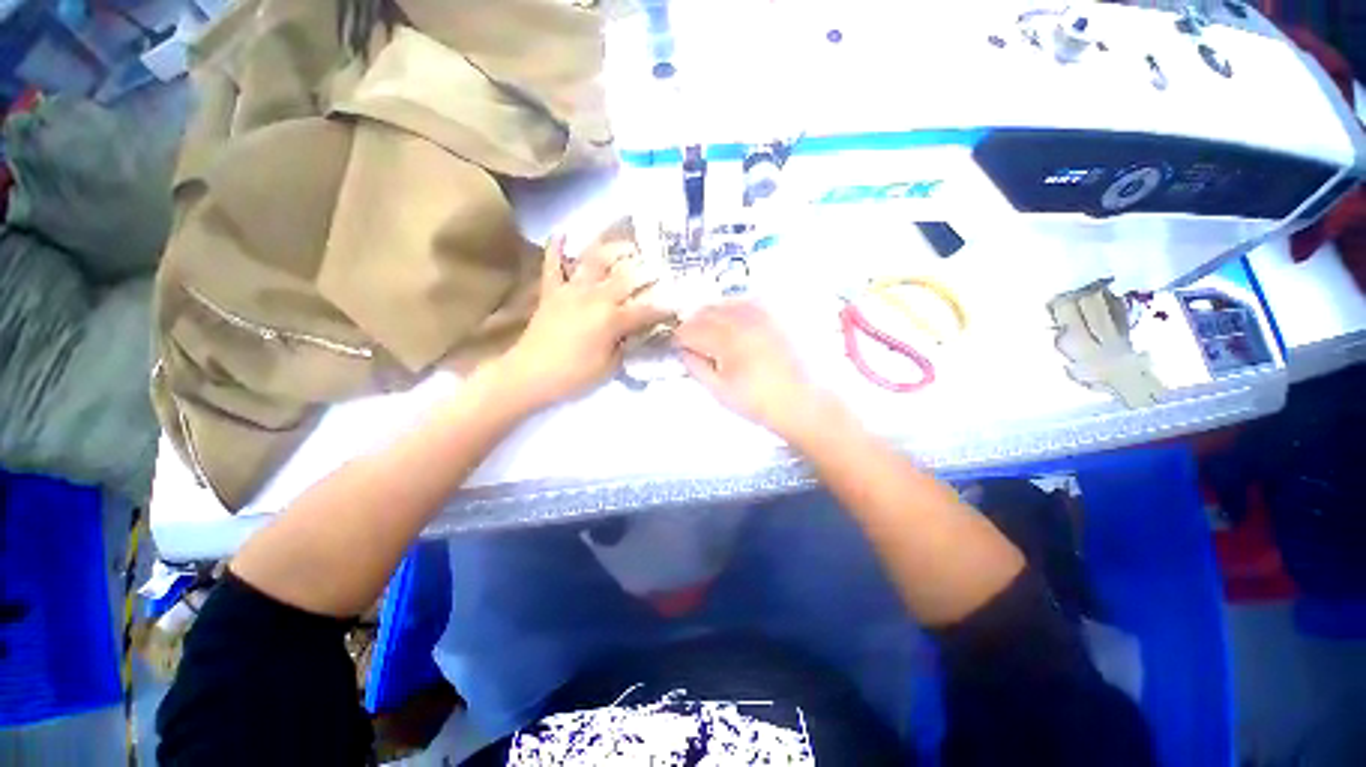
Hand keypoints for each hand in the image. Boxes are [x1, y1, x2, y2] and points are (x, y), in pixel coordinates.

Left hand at [496, 235, 672, 411]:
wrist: (529, 375)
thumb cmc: (574, 375)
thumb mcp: (610, 366)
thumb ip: (626, 344)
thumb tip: (635, 332)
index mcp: (612, 318)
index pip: (646, 309)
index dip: (665, 307)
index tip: (678, 304)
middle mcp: (595, 296)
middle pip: (626, 276)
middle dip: (646, 271)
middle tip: (659, 267)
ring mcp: (571, 290)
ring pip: (594, 261)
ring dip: (612, 250)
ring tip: (626, 245)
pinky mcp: (551, 291)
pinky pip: (553, 265)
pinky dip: (556, 248)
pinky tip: (562, 233)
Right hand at [675, 301, 829, 439]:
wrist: (818, 401)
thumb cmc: (767, 403)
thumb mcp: (722, 393)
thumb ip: (696, 367)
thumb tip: (683, 351)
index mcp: (726, 337)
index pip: (688, 329)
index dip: (680, 339)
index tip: (681, 349)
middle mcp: (744, 312)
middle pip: (705, 309)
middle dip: (696, 325)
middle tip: (698, 344)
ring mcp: (766, 305)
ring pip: (727, 301)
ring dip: (716, 316)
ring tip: (723, 338)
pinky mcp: (784, 306)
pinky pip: (750, 300)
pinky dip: (740, 311)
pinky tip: (746, 330)